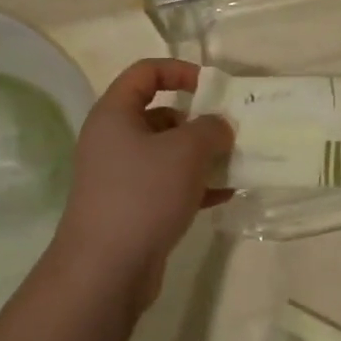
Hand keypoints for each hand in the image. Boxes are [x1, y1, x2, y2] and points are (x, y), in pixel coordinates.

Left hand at [54, 59, 233, 306]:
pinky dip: (195, 185)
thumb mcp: (186, 151)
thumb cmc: (143, 194)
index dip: (180, 71)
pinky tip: (225, 194)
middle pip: (161, 114)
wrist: (106, 269)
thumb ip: (210, 128)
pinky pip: (168, 184)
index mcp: (115, 114)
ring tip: (235, 163)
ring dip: (202, 155)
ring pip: (168, 152)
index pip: (145, 72)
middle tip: (230, 132)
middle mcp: (113, 140)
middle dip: (199, 121)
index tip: (213, 87)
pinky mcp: (132, 207)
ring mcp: (120, 176)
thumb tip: (219, 127)